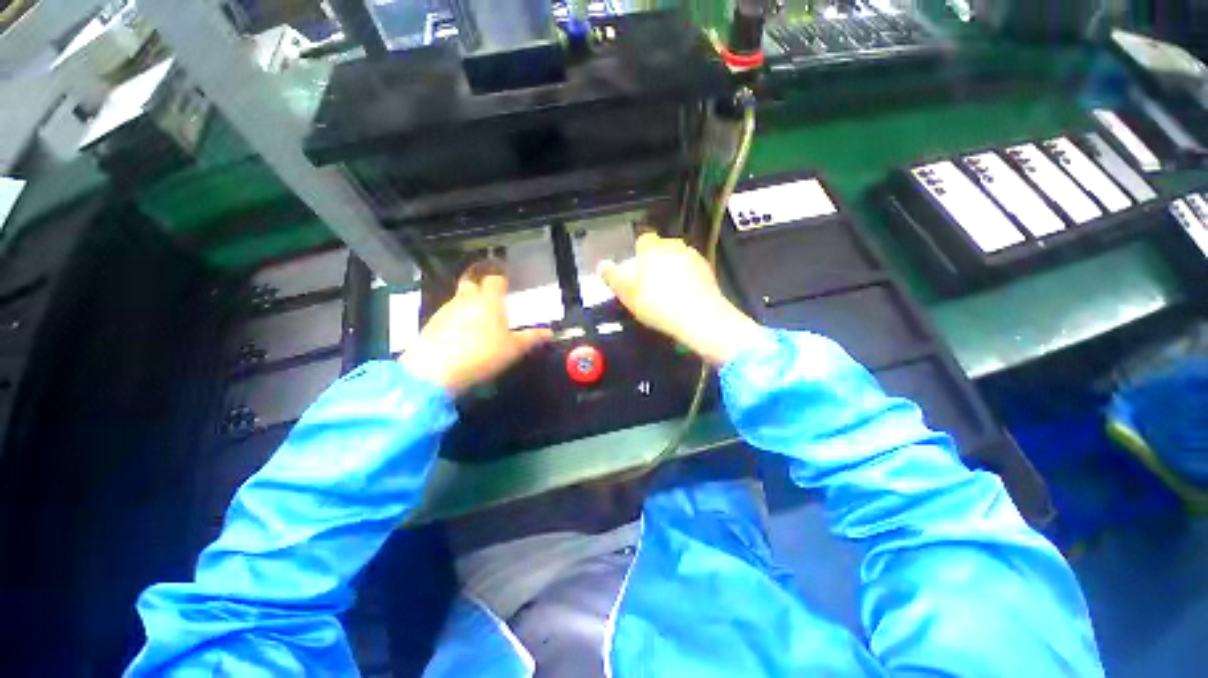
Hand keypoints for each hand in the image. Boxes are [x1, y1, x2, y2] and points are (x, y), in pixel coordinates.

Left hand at [400, 262, 552, 395]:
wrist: (434, 371)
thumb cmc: (482, 354)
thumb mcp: (513, 349)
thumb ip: (532, 338)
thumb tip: (549, 333)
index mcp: (489, 300)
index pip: (495, 279)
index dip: (501, 278)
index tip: (506, 282)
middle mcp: (466, 299)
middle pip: (472, 282)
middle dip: (481, 285)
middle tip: (491, 297)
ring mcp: (446, 310)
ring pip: (459, 299)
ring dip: (469, 304)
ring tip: (479, 320)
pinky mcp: (431, 324)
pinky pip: (448, 315)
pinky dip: (456, 320)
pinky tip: (461, 335)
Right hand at [598, 233, 761, 365]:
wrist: (699, 317)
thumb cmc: (658, 304)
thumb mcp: (628, 294)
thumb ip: (613, 278)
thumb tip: (601, 265)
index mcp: (653, 248)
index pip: (643, 239)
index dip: (639, 252)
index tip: (637, 268)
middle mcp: (674, 246)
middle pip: (661, 248)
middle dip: (655, 260)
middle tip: (649, 283)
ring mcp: (693, 256)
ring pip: (677, 257)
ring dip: (672, 268)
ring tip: (667, 291)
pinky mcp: (707, 269)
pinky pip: (691, 269)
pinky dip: (687, 277)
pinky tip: (683, 295)